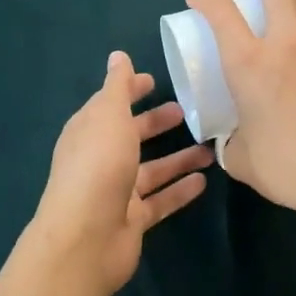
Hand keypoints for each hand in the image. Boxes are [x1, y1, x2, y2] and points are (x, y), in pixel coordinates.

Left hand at [23, 52, 213, 295]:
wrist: (86, 239)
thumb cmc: (98, 166)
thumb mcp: (108, 116)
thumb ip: (117, 87)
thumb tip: (118, 56)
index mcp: (89, 131)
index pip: (110, 103)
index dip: (129, 90)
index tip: (154, 80)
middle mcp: (101, 159)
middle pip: (131, 136)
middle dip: (155, 123)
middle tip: (188, 112)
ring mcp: (116, 192)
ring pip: (151, 170)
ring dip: (177, 158)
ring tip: (208, 148)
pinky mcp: (133, 220)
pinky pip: (160, 200)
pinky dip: (179, 190)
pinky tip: (203, 180)